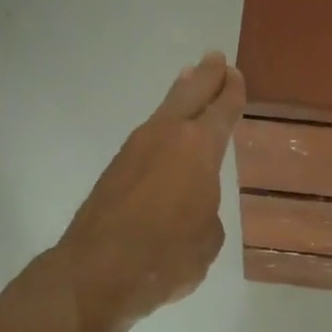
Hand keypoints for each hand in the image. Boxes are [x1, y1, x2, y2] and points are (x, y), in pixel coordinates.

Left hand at [55, 52, 245, 331]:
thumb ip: (206, 213)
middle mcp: (166, 137)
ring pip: (164, 111)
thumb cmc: (165, 258)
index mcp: (198, 148)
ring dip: (180, 94)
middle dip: (206, 77)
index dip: (231, 93)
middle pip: (190, 95)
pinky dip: (162, 122)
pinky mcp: (115, 168)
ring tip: (189, 79)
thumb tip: (192, 207)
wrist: (96, 272)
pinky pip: (148, 133)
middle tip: (215, 58)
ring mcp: (136, 149)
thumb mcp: (207, 240)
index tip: (235, 74)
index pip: (222, 111)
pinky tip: (165, 130)